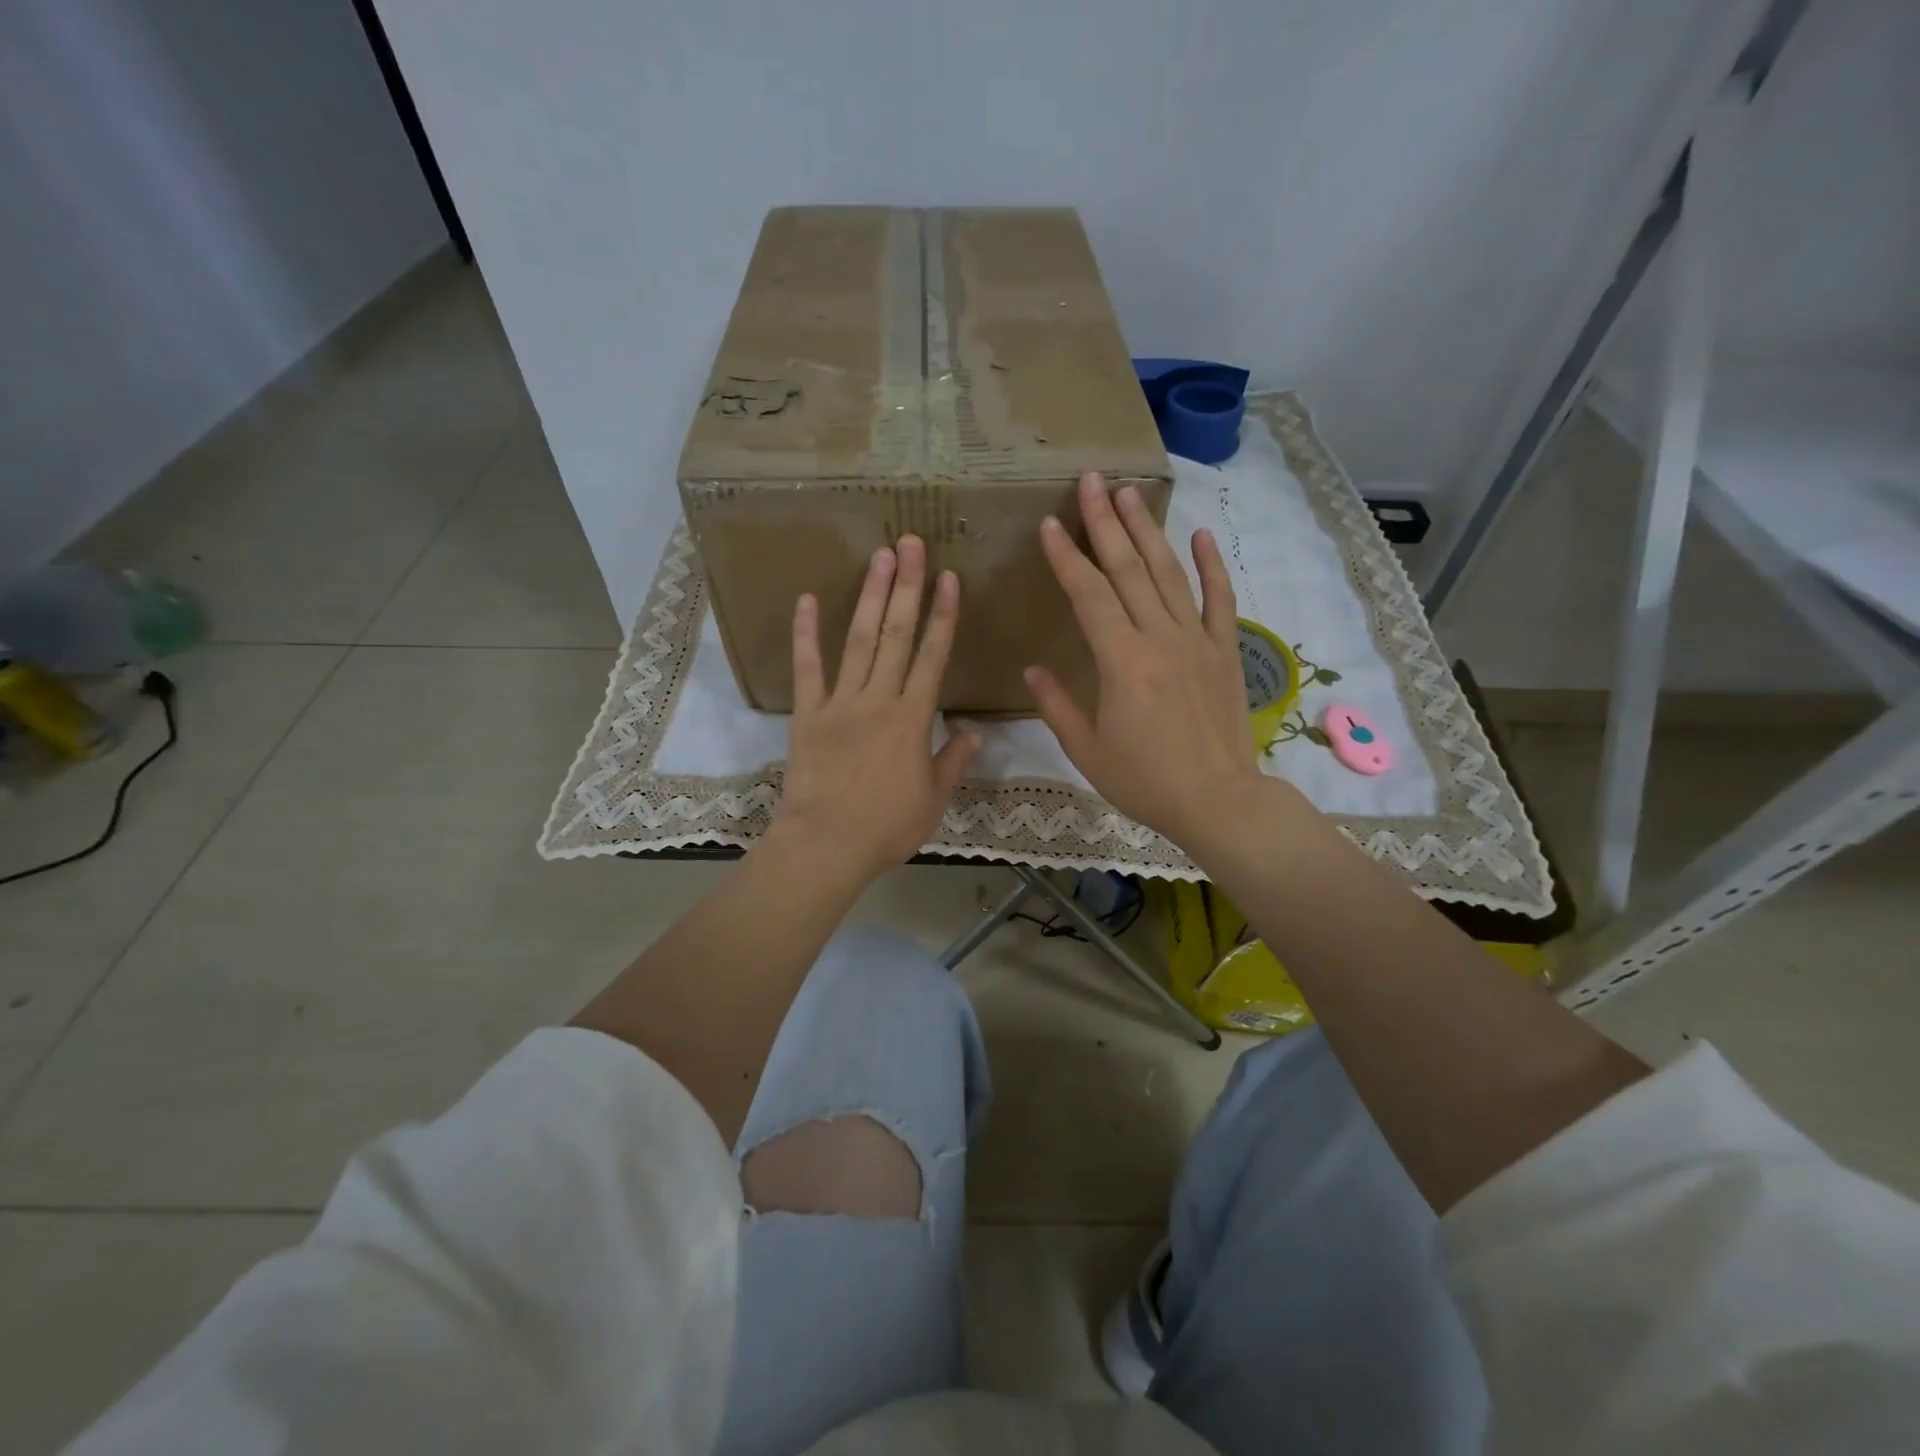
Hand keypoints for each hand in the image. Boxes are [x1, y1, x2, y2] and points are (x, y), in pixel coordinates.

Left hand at [772, 535, 979, 881]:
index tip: (950, 577)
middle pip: (897, 634)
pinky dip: (807, 633)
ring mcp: (840, 702)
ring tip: (880, 556)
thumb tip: (974, 733)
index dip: (943, 615)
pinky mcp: (807, 713)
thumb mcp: (933, 799)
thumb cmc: (887, 827)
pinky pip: (807, 668)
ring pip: (860, 640)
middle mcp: (879, 699)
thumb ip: (953, 761)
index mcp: (913, 719)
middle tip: (912, 543)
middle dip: (908, 586)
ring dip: (871, 597)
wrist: (827, 845)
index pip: (933, 656)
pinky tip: (809, 599)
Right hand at [1026, 472, 1262, 850]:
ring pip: (1170, 574)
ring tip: (1130, 493)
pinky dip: (1211, 566)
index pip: (1089, 595)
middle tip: (1091, 480)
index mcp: (1121, 662)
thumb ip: (1056, 705)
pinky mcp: (1225, 651)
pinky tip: (1198, 536)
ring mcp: (1197, 641)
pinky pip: (1219, 600)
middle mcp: (1160, 638)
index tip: (1051, 524)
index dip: (1067, 557)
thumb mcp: (1087, 751)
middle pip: (1129, 569)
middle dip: (1106, 522)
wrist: (1218, 801)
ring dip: (1148, 531)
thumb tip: (1033, 669)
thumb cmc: (1145, 781)